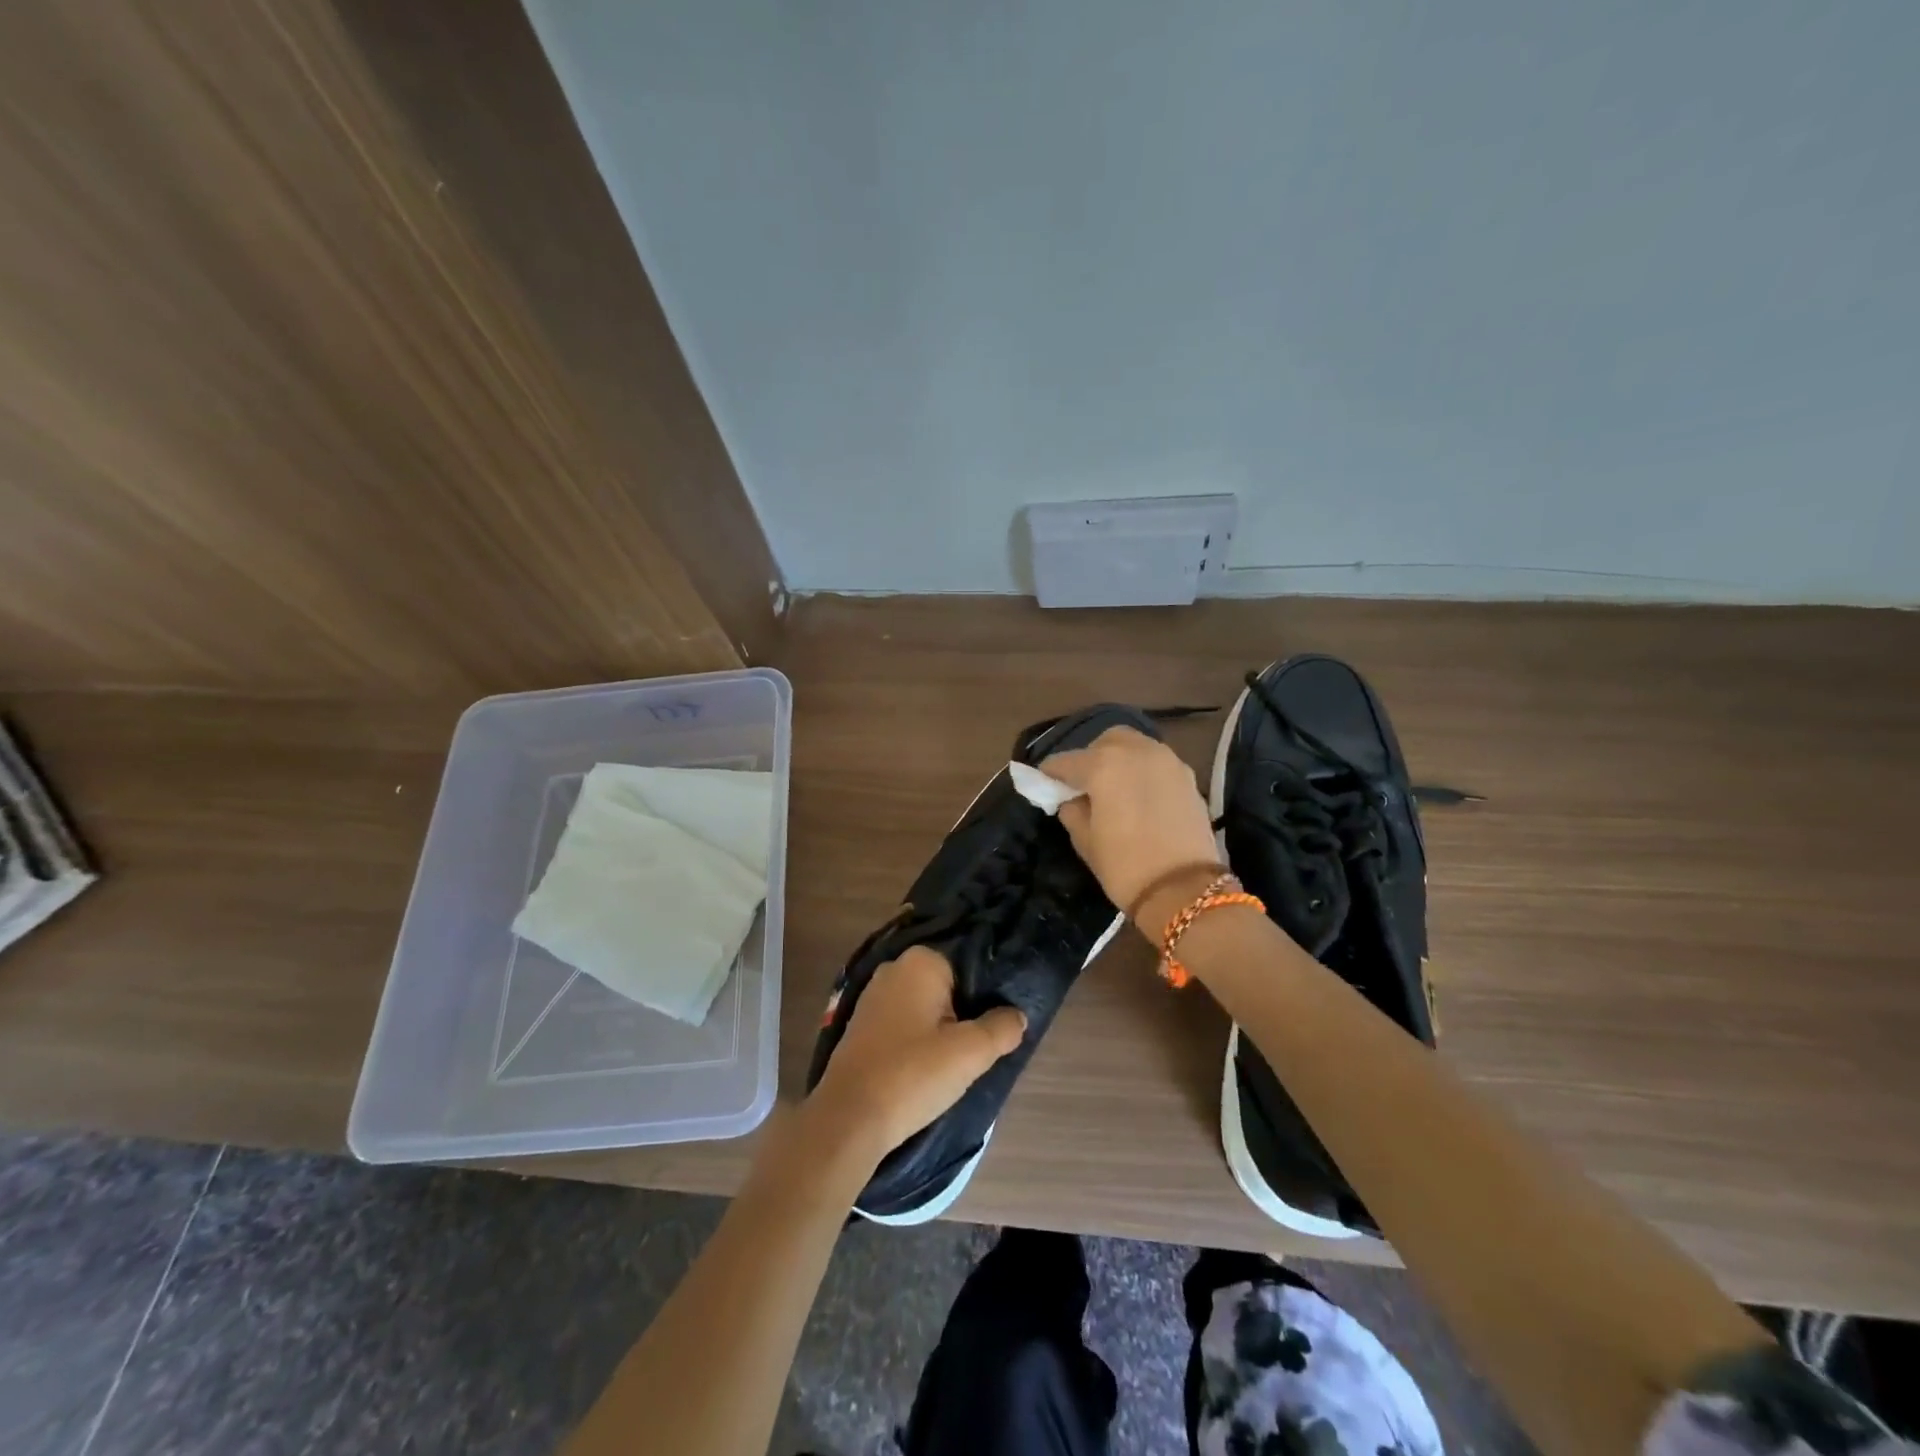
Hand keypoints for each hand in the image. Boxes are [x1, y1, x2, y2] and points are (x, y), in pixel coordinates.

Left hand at [803, 946, 1026, 1161]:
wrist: (849, 1119)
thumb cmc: (913, 1074)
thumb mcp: (971, 1053)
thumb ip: (1002, 1028)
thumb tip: (1017, 1016)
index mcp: (921, 961)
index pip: (971, 968)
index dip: (988, 998)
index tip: (997, 1027)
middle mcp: (894, 968)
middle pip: (947, 987)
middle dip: (965, 1013)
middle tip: (980, 1048)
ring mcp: (873, 996)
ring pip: (925, 1007)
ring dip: (941, 1029)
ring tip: (956, 1062)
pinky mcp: (861, 1024)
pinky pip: (903, 1023)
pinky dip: (918, 1039)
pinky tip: (926, 1067)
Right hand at [1041, 726, 1223, 933]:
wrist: (1186, 890)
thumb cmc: (1125, 866)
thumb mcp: (1085, 841)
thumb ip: (1072, 810)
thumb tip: (1071, 798)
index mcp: (1104, 764)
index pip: (1065, 761)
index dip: (1050, 773)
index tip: (1043, 784)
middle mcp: (1136, 751)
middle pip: (1105, 742)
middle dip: (1091, 757)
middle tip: (1083, 785)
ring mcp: (1167, 760)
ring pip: (1135, 747)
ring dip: (1120, 760)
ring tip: (1113, 789)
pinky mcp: (1188, 776)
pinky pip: (1157, 763)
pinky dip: (1143, 772)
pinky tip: (1139, 797)